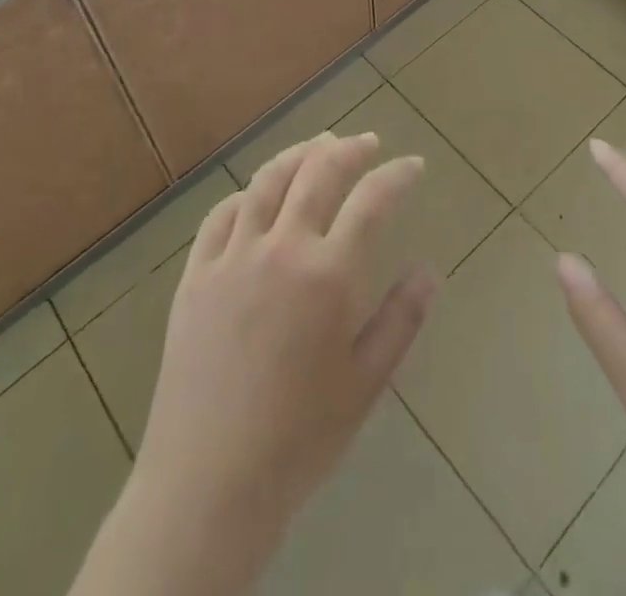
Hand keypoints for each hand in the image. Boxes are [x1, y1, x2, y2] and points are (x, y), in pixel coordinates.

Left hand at [72, 132, 432, 595]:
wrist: (210, 482)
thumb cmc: (300, 437)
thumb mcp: (367, 383)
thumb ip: (402, 319)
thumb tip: (429, 269)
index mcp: (329, 274)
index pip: (372, 200)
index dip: (397, 175)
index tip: (414, 165)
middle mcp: (282, 248)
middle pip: (318, 172)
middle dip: (349, 149)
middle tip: (367, 143)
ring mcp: (233, 256)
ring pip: (268, 181)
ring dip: (298, 155)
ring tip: (318, 147)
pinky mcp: (196, 274)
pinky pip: (221, 215)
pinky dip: (246, 194)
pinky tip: (256, 195)